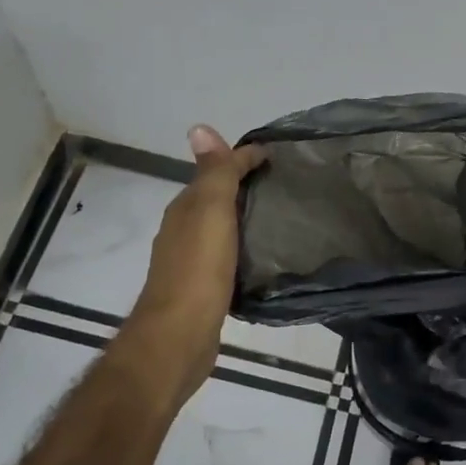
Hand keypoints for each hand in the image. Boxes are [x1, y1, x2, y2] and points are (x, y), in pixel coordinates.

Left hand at [118, 126, 267, 411]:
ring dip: (244, 218)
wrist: (179, 337)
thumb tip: (199, 127)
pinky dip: (243, 247)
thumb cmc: (198, 268)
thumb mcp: (210, 210)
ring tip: (281, 219)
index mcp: (185, 208)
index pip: (216, 170)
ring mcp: (191, 262)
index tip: (279, 156)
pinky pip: (226, 256)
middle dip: (245, 187)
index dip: (244, 158)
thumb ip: (213, 172)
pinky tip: (262, 257)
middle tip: (286, 185)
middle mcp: (183, 230)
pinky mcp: (203, 289)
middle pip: (216, 198)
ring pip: (221, 228)